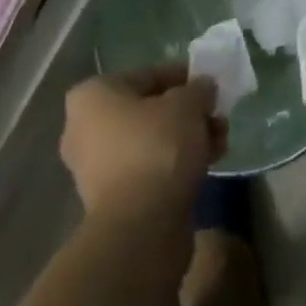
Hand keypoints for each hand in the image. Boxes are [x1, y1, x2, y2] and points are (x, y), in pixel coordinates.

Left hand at [60, 64, 223, 218]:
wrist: (141, 229)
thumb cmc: (157, 148)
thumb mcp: (187, 104)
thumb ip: (198, 89)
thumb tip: (204, 87)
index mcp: (92, 96)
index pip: (146, 75)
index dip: (182, 76)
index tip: (208, 84)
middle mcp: (85, 129)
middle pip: (148, 109)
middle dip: (186, 112)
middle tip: (215, 114)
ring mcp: (96, 169)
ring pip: (152, 140)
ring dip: (187, 137)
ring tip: (220, 140)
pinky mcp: (113, 201)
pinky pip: (149, 169)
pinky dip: (176, 163)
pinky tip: (209, 163)